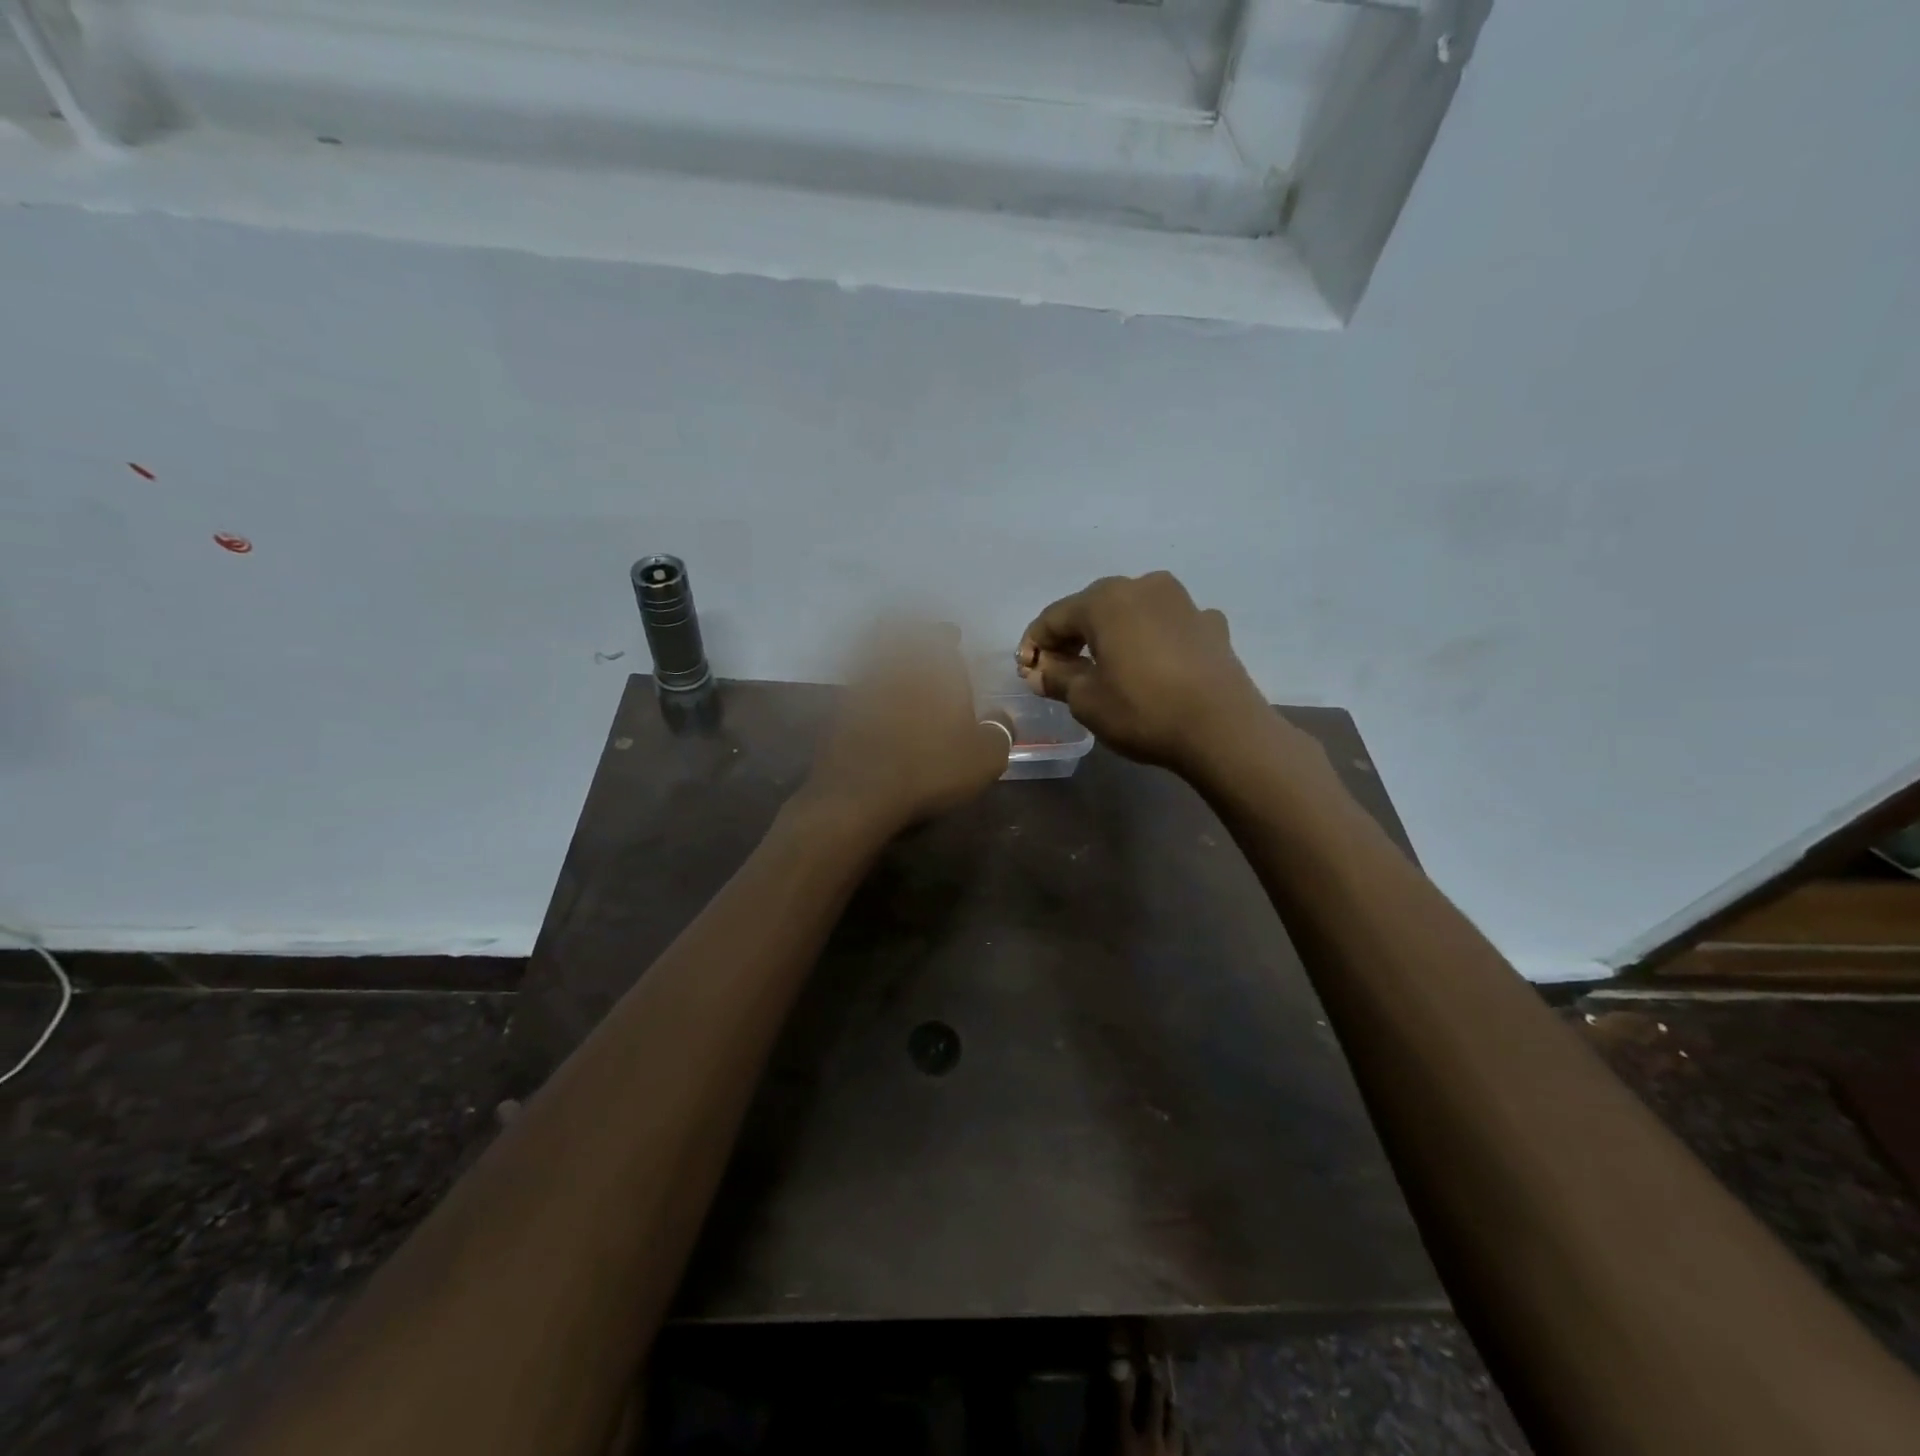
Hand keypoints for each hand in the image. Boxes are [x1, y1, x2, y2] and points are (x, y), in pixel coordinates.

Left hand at [803, 623, 1009, 834]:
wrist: (862, 791)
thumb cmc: (932, 768)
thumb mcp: (985, 758)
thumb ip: (1000, 730)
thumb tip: (1003, 716)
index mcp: (937, 671)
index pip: (942, 638)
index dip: (947, 635)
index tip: (951, 635)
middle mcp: (899, 668)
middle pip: (900, 637)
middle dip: (911, 635)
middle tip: (920, 640)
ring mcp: (865, 687)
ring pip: (874, 656)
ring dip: (885, 653)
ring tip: (897, 666)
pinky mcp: (840, 710)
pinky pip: (857, 684)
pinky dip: (866, 683)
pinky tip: (875, 699)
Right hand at [1016, 572, 1275, 776]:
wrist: (1223, 729)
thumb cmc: (1143, 710)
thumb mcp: (1086, 700)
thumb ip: (1056, 677)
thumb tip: (1041, 670)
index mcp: (1106, 600)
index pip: (1054, 617)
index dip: (1034, 644)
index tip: (1026, 671)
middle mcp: (1144, 586)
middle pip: (1093, 609)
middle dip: (1072, 638)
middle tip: (1059, 671)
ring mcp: (1183, 602)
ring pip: (1132, 613)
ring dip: (1112, 636)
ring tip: (1104, 668)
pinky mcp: (1210, 624)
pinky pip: (1166, 626)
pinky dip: (1151, 641)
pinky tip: (1152, 666)